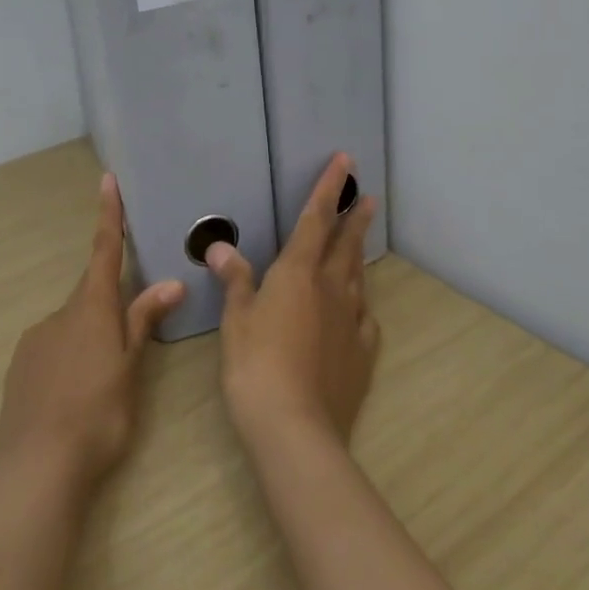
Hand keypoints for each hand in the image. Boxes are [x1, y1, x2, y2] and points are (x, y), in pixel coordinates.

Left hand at [0, 173, 185, 492]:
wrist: (36, 469)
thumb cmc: (96, 415)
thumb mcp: (130, 370)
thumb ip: (143, 323)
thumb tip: (169, 283)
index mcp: (91, 309)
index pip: (104, 251)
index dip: (108, 214)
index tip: (106, 179)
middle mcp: (59, 315)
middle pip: (91, 294)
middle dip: (111, 304)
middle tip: (128, 342)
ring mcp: (35, 341)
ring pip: (72, 325)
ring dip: (91, 338)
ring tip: (104, 384)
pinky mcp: (20, 368)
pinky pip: (52, 348)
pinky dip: (70, 358)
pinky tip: (75, 395)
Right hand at [207, 153, 378, 449]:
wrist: (295, 428)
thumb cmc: (255, 365)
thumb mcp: (236, 319)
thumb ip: (235, 280)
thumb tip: (221, 246)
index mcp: (298, 273)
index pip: (316, 219)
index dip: (329, 188)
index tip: (345, 161)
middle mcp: (331, 289)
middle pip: (345, 245)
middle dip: (354, 218)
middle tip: (367, 197)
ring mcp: (351, 322)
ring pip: (357, 277)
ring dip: (359, 254)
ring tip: (360, 241)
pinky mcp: (362, 354)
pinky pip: (364, 319)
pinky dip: (360, 305)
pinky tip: (359, 310)